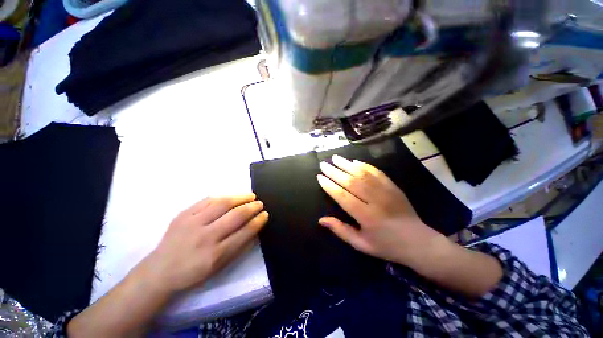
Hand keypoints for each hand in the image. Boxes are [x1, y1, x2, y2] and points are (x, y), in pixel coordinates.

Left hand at [137, 194, 268, 293]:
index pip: (245, 232)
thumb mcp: (219, 267)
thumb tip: (254, 229)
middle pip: (236, 215)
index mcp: (216, 254)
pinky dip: (222, 197)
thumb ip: (239, 248)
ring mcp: (193, 223)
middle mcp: (206, 237)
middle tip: (260, 203)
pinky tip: (230, 197)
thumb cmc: (193, 272)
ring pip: (223, 204)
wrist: (159, 271)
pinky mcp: (183, 215)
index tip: (265, 214)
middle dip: (252, 207)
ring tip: (250, 196)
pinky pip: (207, 201)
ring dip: (240, 198)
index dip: (258, 221)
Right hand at [317, 155, 445, 267]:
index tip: (320, 177)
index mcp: (366, 216)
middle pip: (351, 182)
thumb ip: (341, 230)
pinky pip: (377, 173)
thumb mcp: (361, 244)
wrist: (418, 242)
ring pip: (363, 174)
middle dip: (335, 172)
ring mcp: (386, 191)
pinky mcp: (393, 187)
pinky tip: (355, 161)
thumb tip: (321, 220)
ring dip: (347, 164)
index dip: (330, 186)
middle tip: (323, 164)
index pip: (343, 196)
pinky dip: (365, 165)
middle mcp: (375, 201)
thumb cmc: (386, 245)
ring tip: (335, 158)